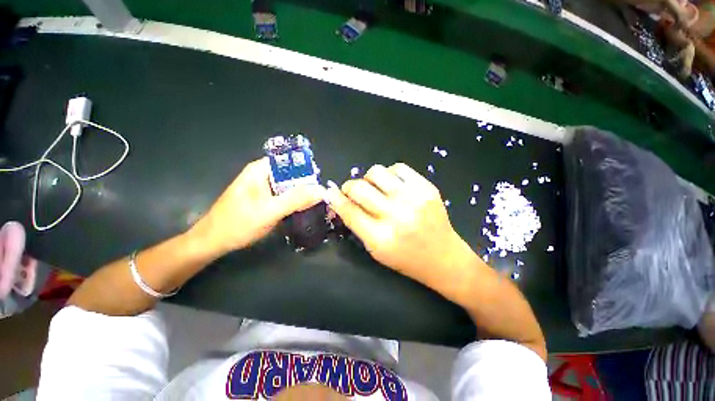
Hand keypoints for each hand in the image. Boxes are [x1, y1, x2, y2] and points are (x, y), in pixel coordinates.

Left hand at [190, 157, 325, 255]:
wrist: (213, 242)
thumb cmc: (237, 224)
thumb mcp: (269, 211)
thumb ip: (296, 199)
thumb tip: (321, 190)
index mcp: (261, 169)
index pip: (291, 161)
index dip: (308, 170)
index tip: (320, 185)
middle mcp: (263, 175)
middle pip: (292, 174)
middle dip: (308, 184)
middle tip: (322, 198)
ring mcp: (264, 187)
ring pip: (290, 186)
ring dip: (303, 194)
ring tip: (317, 204)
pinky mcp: (265, 199)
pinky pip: (285, 195)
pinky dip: (295, 201)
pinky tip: (303, 209)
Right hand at [326, 163, 475, 285]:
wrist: (443, 257)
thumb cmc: (406, 258)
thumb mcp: (376, 250)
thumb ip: (357, 225)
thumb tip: (340, 200)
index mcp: (380, 237)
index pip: (349, 210)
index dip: (336, 199)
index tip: (330, 192)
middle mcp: (396, 215)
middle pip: (359, 188)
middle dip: (349, 187)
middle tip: (353, 191)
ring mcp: (413, 198)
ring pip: (376, 172)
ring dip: (369, 179)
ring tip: (375, 188)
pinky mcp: (426, 187)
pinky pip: (398, 167)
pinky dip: (390, 174)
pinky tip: (393, 185)